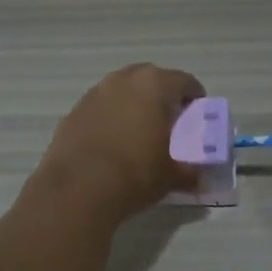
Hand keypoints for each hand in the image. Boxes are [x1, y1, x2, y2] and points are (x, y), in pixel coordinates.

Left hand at [31, 64, 205, 224]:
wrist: (77, 191)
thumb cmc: (135, 173)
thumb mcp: (172, 175)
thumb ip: (190, 172)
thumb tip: (198, 178)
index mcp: (154, 85)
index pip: (185, 81)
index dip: (195, 98)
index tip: (197, 117)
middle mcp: (123, 80)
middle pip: (151, 79)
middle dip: (162, 96)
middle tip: (169, 122)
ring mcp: (94, 93)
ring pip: (122, 91)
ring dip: (133, 105)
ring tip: (139, 133)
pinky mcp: (73, 112)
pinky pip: (100, 108)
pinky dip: (110, 119)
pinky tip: (112, 144)